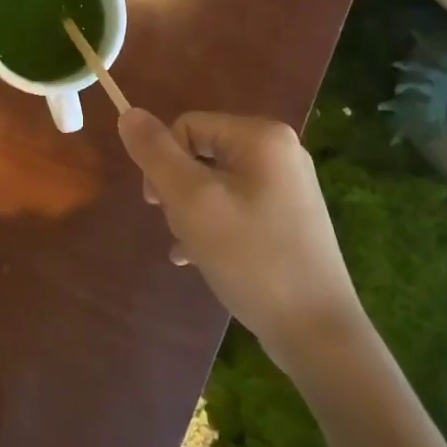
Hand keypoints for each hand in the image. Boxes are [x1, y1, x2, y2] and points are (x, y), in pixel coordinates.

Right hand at [117, 108, 362, 370]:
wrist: (317, 332)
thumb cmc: (251, 257)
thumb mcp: (192, 201)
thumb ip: (156, 154)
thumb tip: (129, 114)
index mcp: (261, 136)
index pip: (187, 126)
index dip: (163, 162)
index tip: (157, 205)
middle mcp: (280, 151)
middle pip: (202, 153)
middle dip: (180, 191)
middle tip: (181, 229)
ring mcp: (289, 186)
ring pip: (216, 183)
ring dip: (193, 213)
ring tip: (192, 249)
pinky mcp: (290, 217)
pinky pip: (237, 206)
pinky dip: (215, 227)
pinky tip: (199, 259)